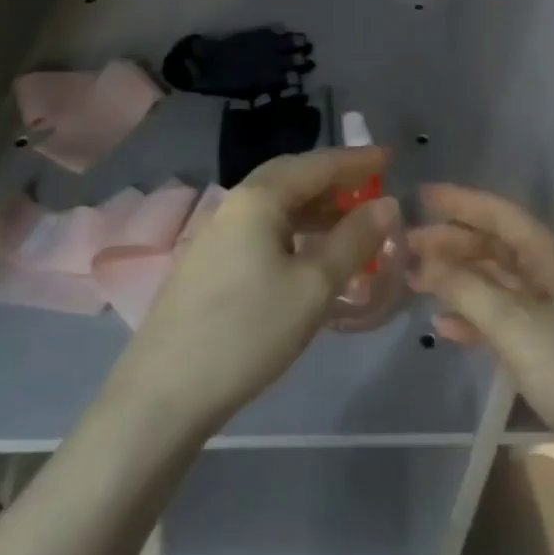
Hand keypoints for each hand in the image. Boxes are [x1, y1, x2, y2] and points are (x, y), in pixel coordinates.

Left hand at [117, 147, 400, 433]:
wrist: (162, 396)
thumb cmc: (247, 332)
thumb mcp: (314, 286)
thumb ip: (354, 240)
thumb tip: (387, 203)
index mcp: (258, 198)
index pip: (317, 164)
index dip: (357, 160)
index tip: (391, 157)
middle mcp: (233, 204)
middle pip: (292, 177)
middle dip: (335, 178)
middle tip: (372, 185)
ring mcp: (215, 234)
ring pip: (275, 205)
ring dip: (315, 206)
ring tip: (350, 221)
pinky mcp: (207, 264)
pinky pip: (262, 229)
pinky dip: (294, 229)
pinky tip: (309, 254)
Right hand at [408, 184, 553, 478]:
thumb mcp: (514, 323)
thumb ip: (465, 287)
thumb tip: (421, 261)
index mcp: (552, 254)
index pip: (500, 213)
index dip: (460, 201)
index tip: (420, 195)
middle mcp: (553, 273)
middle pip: (495, 245)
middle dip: (451, 241)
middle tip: (404, 245)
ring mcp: (553, 310)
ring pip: (496, 280)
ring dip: (457, 277)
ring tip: (414, 280)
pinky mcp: (550, 345)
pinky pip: (503, 316)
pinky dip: (473, 315)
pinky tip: (444, 325)